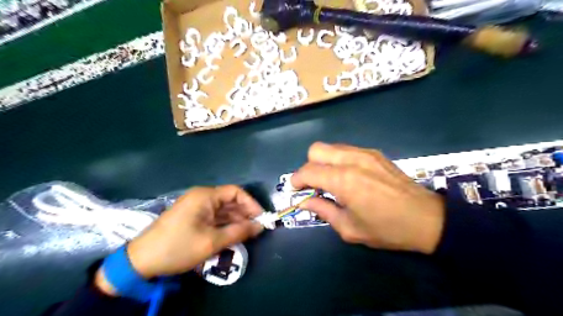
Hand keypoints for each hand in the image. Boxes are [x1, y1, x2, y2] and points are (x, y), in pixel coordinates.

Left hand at [97, 184, 264, 295]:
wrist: (141, 260)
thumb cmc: (179, 247)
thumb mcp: (212, 242)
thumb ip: (239, 232)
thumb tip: (260, 226)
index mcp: (205, 196)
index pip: (235, 192)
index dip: (251, 204)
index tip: (260, 218)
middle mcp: (201, 196)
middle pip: (229, 200)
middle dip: (244, 213)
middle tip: (255, 229)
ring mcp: (195, 206)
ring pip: (222, 209)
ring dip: (235, 220)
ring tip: (246, 234)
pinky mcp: (192, 216)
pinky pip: (213, 216)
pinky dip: (224, 224)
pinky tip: (232, 234)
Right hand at [290, 144, 443, 253]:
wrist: (427, 218)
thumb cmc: (386, 228)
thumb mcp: (349, 228)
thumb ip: (323, 211)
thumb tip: (305, 202)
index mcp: (343, 180)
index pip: (308, 171)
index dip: (296, 180)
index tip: (295, 189)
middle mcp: (351, 160)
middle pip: (316, 150)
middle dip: (308, 166)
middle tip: (313, 184)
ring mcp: (365, 153)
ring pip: (331, 147)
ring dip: (323, 161)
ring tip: (330, 180)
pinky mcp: (374, 153)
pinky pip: (346, 150)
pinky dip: (338, 160)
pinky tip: (347, 176)